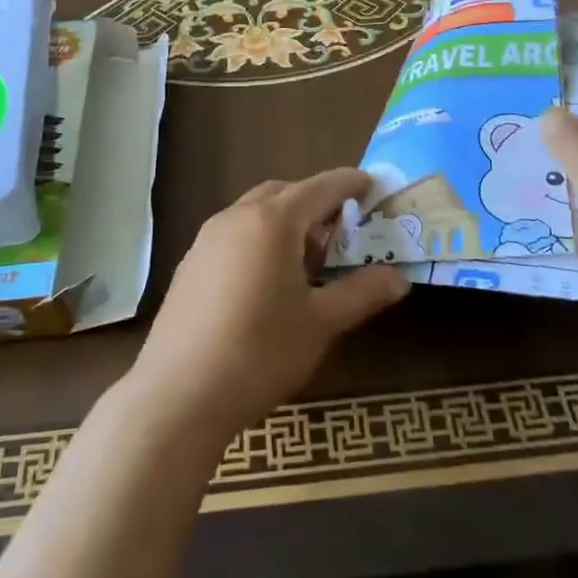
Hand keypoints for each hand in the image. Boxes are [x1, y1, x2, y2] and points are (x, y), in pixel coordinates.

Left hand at [126, 170, 409, 444]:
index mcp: (273, 221)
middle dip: (315, 202)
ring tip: (308, 259)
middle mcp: (236, 217)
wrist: (178, 394)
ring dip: (285, 221)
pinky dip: (259, 239)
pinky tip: (267, 281)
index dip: (349, 183)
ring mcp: (206, 239)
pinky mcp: (190, 264)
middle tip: (342, 230)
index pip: (320, 187)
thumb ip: (361, 293)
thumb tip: (399, 278)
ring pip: (255, 212)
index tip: (371, 184)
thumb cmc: (260, 351)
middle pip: (284, 193)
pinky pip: (234, 234)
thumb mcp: (321, 323)